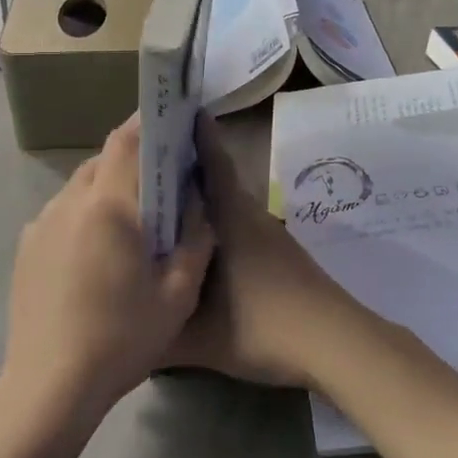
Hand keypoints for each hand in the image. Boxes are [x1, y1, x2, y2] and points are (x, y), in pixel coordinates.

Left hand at [1, 116, 214, 431]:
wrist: (49, 386)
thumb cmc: (121, 338)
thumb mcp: (177, 294)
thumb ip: (195, 239)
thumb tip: (198, 204)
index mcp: (107, 206)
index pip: (124, 141)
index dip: (146, 122)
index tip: (168, 116)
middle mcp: (68, 203)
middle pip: (101, 161)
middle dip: (130, 161)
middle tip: (160, 179)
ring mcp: (40, 225)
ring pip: (79, 187)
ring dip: (107, 190)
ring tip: (131, 220)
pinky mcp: (26, 248)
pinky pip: (62, 213)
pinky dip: (85, 215)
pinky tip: (98, 252)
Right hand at [170, 115, 371, 387]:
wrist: (335, 346)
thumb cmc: (264, 328)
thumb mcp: (198, 338)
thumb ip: (155, 331)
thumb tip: (123, 323)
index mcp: (231, 220)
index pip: (211, 164)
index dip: (195, 136)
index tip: (173, 112)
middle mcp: (250, 217)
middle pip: (216, 181)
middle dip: (186, 168)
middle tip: (146, 165)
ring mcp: (269, 236)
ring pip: (229, 205)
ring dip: (202, 199)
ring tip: (165, 204)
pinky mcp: (280, 255)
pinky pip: (240, 226)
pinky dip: (219, 224)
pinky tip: (200, 247)